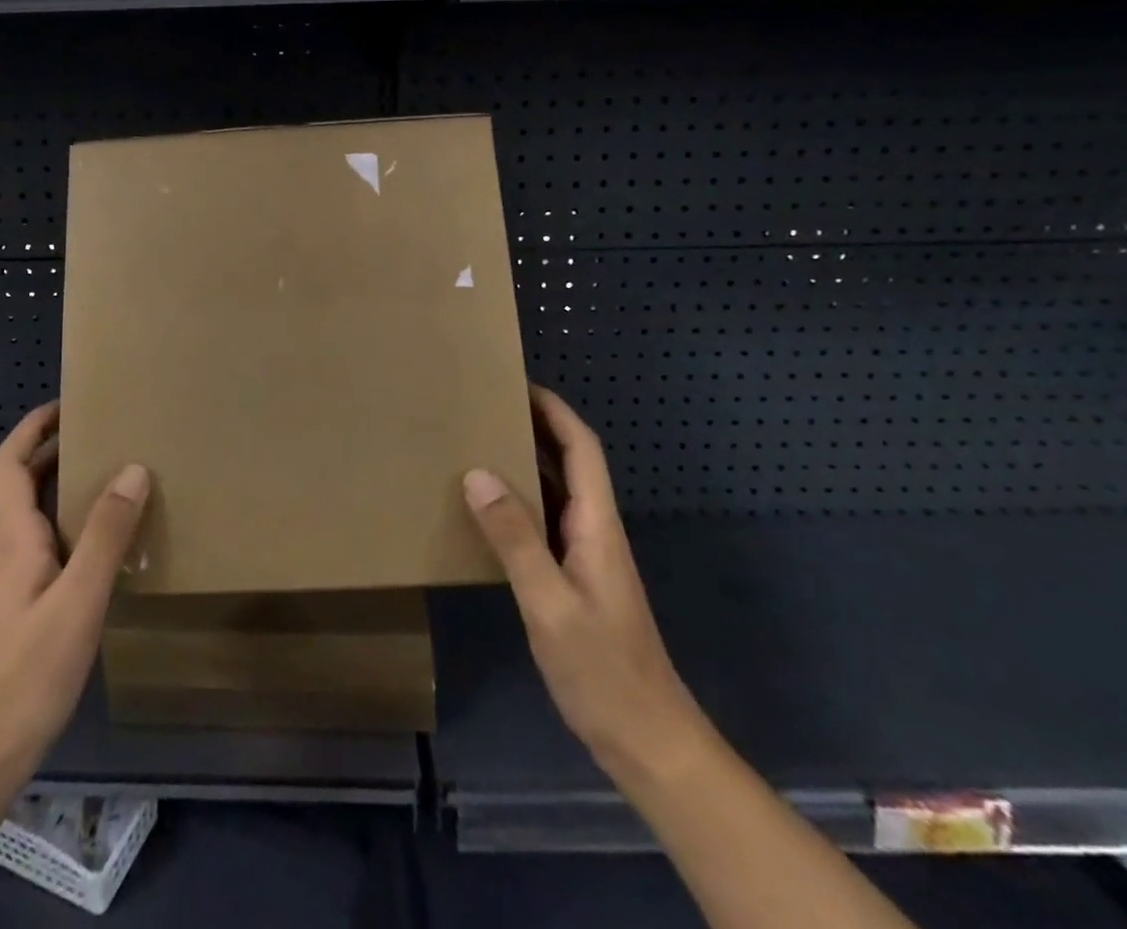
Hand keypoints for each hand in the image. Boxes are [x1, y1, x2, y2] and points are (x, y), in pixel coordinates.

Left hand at [0, 402, 150, 796]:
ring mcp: (20, 586)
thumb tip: (133, 468)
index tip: (68, 405)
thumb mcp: (77, 600)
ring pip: (41, 518)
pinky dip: (80, 530)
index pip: (8, 465)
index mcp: (16, 540)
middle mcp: (14, 553)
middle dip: (56, 450)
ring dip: (70, 489)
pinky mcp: (31, 615)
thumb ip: (106, 535)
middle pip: (23, 486)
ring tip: (117, 478)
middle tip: (105, 434)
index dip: (32, 429)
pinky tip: (112, 548)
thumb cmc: (24, 676)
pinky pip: (56, 550)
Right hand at [463, 385, 707, 788]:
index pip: (581, 449)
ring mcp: (586, 557)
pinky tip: (487, 511)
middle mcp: (594, 531)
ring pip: (555, 492)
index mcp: (596, 525)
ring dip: (524, 463)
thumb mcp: (550, 603)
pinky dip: (518, 503)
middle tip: (485, 408)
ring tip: (477, 444)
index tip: (517, 382)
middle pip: (569, 462)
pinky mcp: (575, 581)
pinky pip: (544, 524)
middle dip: (534, 426)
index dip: (554, 410)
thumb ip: (515, 538)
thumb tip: (477, 473)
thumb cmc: (604, 671)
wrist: (650, 744)